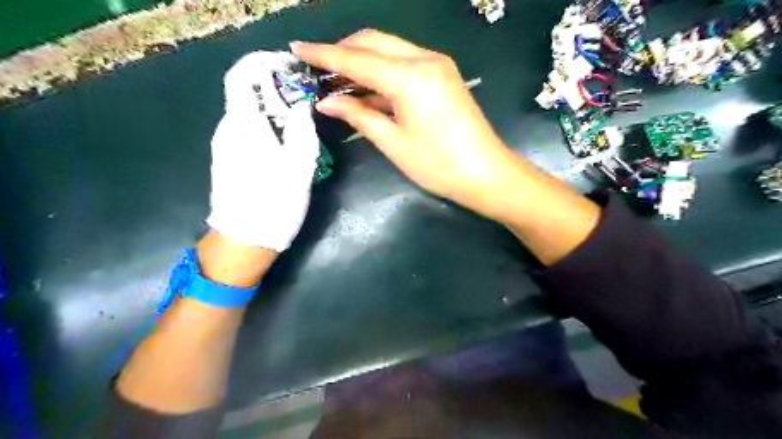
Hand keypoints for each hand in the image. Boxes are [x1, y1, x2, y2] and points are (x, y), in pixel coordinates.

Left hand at [205, 51, 322, 252]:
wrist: (245, 240)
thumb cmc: (274, 202)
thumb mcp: (298, 165)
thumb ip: (300, 128)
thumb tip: (301, 103)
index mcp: (243, 126)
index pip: (242, 76)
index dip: (262, 63)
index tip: (289, 66)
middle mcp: (228, 129)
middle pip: (245, 92)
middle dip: (274, 86)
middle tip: (304, 95)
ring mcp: (225, 145)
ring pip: (247, 111)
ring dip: (272, 106)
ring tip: (299, 118)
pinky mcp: (228, 158)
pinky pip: (246, 129)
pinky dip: (265, 123)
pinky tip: (284, 139)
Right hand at [289, 30, 520, 219]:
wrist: (487, 174)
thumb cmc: (438, 165)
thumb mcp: (393, 143)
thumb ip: (359, 115)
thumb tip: (327, 102)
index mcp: (410, 77)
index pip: (357, 59)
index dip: (324, 54)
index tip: (297, 49)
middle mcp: (425, 60)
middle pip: (374, 42)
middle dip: (344, 51)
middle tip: (318, 68)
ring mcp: (437, 65)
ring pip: (390, 50)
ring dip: (363, 61)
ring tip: (337, 79)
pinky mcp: (443, 76)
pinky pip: (405, 64)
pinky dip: (383, 72)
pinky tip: (367, 88)